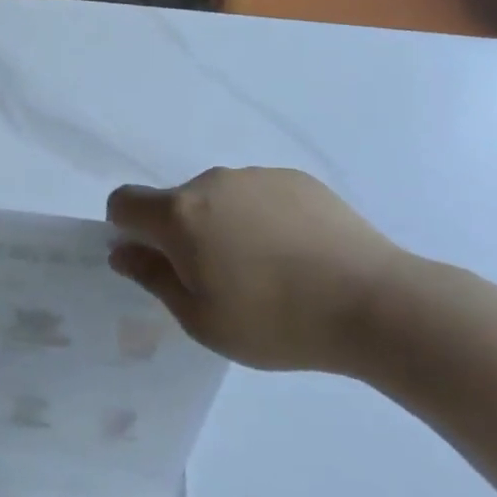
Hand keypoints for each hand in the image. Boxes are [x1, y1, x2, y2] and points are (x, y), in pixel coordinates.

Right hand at [107, 167, 416, 372]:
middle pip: (175, 202)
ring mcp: (256, 176)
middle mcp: (211, 182)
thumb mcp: (201, 319)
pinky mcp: (296, 178)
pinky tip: (297, 255)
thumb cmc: (276, 320)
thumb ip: (153, 278)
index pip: (124, 202)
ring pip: (219, 198)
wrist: (373, 301)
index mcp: (180, 214)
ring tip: (267, 271)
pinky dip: (262, 218)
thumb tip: (124, 251)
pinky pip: (259, 195)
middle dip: (181, 234)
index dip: (126, 229)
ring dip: (223, 225)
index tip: (155, 262)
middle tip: (220, 281)